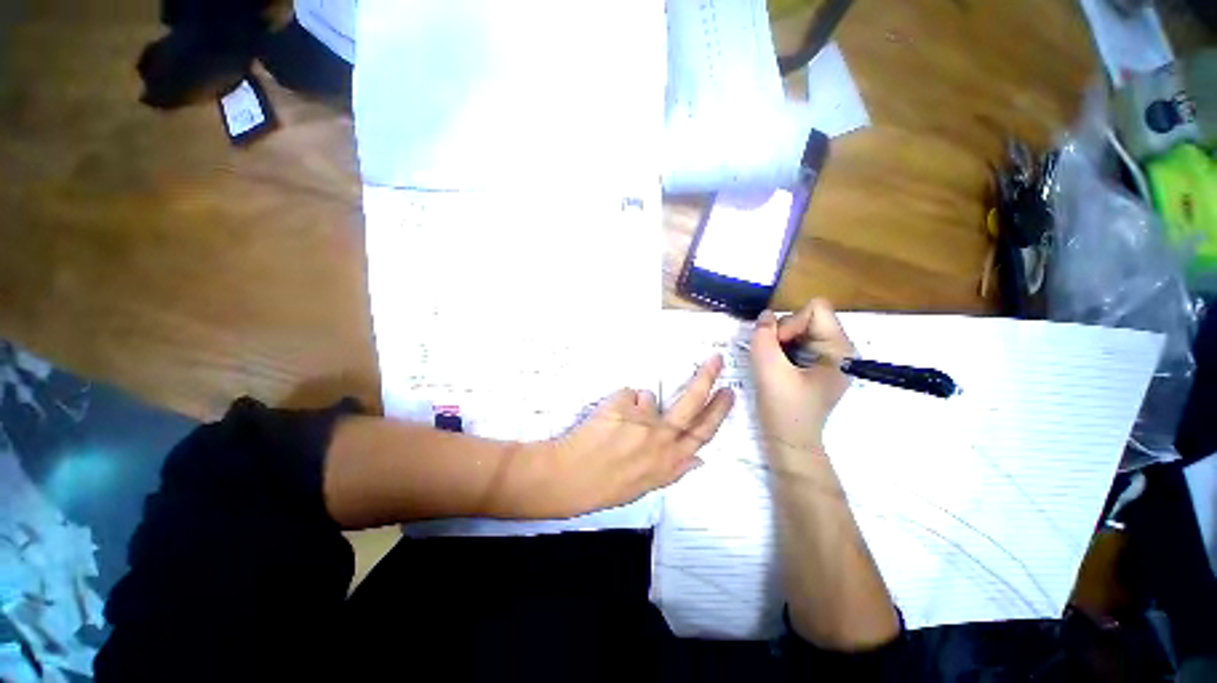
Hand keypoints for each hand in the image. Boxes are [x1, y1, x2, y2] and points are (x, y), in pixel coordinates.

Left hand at [533, 355, 734, 516]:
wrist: (569, 477)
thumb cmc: (606, 486)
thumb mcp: (647, 486)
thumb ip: (674, 470)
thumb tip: (699, 459)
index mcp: (669, 463)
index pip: (703, 433)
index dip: (718, 411)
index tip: (728, 393)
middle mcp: (660, 440)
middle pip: (691, 403)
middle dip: (707, 378)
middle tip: (716, 360)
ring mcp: (642, 420)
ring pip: (648, 399)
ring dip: (636, 407)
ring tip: (615, 425)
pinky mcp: (623, 405)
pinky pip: (626, 396)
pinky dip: (618, 405)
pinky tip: (604, 422)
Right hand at [750, 299, 854, 454]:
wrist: (790, 441)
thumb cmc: (785, 409)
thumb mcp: (769, 370)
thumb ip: (764, 338)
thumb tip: (765, 315)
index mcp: (839, 349)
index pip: (815, 309)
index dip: (791, 322)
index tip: (778, 347)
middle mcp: (838, 348)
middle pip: (806, 317)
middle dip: (783, 333)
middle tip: (772, 358)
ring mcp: (827, 356)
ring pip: (798, 328)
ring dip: (779, 341)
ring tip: (773, 364)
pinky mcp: (815, 364)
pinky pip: (795, 341)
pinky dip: (780, 348)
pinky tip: (776, 367)